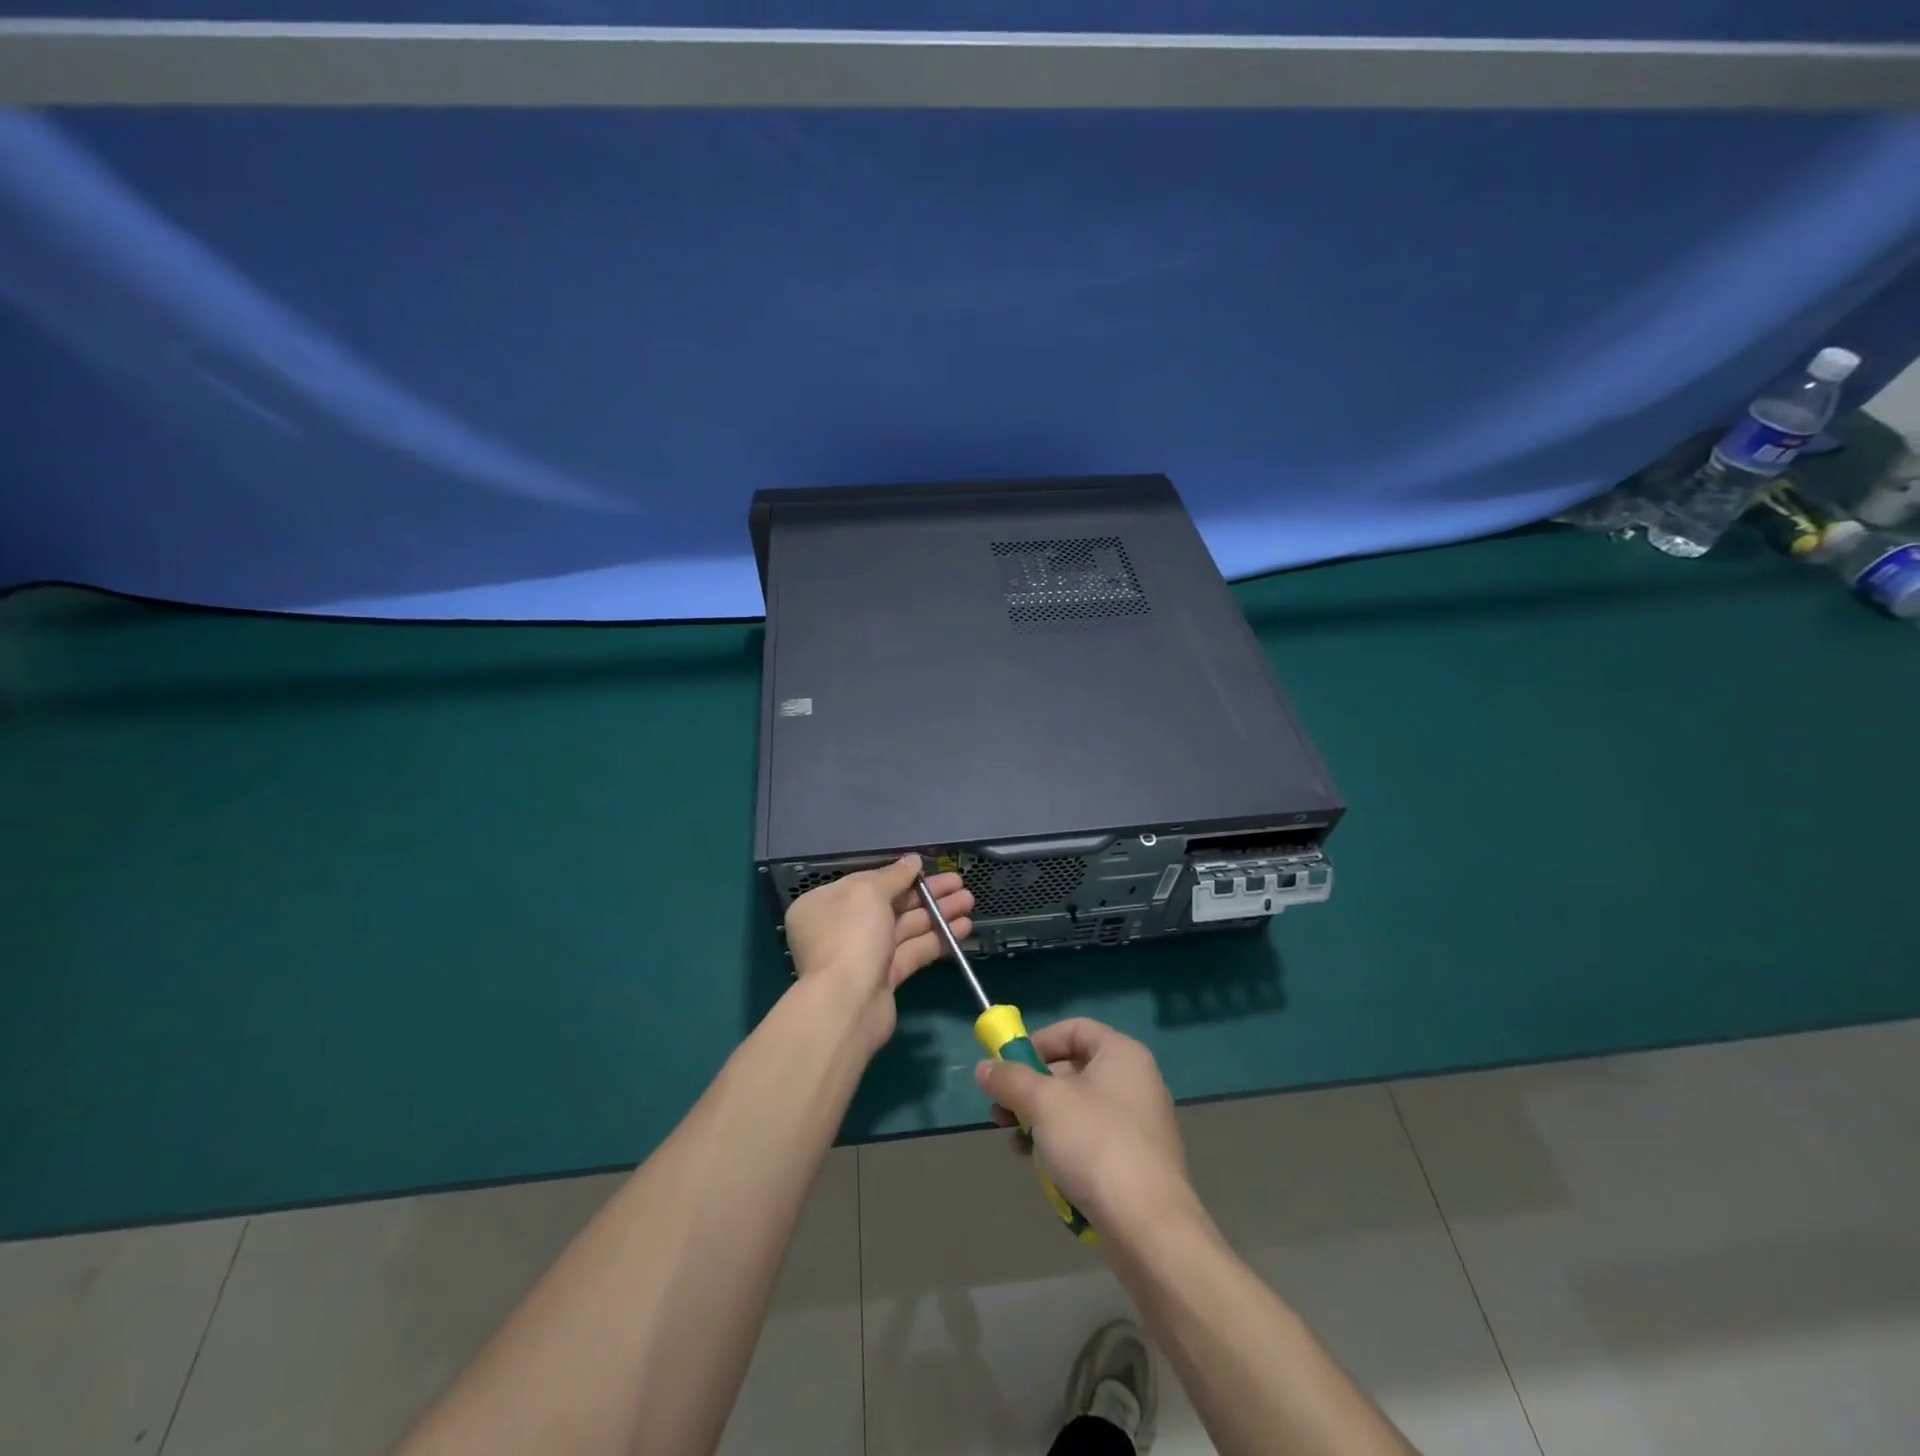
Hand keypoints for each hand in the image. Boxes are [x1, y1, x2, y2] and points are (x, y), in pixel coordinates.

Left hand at [785, 855, 972, 1053]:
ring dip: (937, 914)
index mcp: (824, 904)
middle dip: (926, 894)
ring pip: (904, 928)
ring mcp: (862, 955)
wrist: (847, 1005)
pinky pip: (912, 951)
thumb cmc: (851, 936)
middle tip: (960, 884)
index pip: (866, 882)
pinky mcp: (883, 978)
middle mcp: (840, 928)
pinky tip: (963, 928)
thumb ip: (894, 875)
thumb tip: (913, 860)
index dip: (899, 875)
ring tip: (969, 901)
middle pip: (890, 904)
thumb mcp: (869, 893)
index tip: (928, 869)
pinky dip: (936, 939)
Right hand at [976, 1018, 1195, 1235]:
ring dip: (1041, 1120)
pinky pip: (1091, 1140)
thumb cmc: (1096, 1145)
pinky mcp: (1136, 1162)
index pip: (1074, 1029)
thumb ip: (1010, 1080)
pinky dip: (1063, 1146)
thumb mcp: (1043, 1104)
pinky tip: (1041, 1168)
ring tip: (1014, 1141)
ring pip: (1078, 1109)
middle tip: (1000, 1110)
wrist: (1149, 1228)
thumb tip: (983, 1068)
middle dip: (1032, 1088)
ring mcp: (1138, 1124)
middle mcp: (1135, 1081)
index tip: (1010, 1066)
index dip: (1038, 1042)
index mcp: (1122, 1054)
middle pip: (1073, 1070)